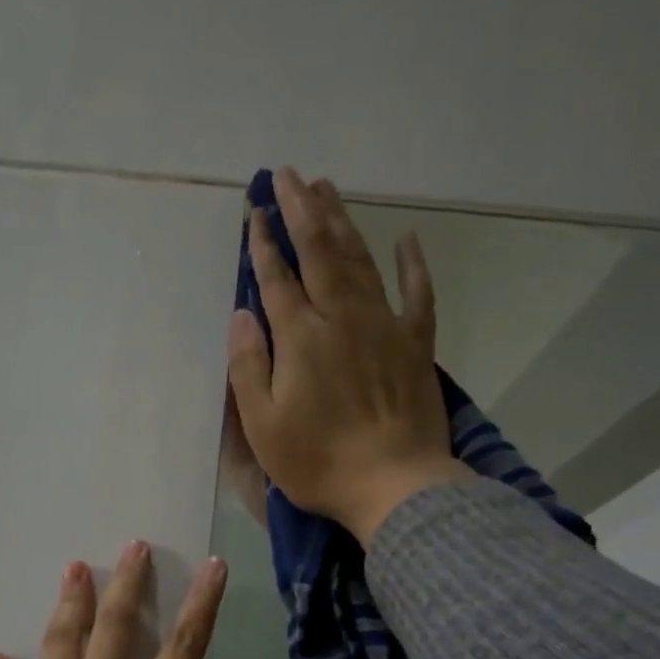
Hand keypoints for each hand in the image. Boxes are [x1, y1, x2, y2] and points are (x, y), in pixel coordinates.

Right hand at [227, 165, 474, 543]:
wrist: (394, 484)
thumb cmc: (318, 461)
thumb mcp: (263, 424)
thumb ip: (249, 365)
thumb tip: (242, 313)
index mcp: (301, 337)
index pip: (276, 278)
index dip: (263, 243)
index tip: (254, 210)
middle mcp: (342, 317)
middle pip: (319, 251)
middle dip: (300, 210)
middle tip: (288, 174)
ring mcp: (384, 326)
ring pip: (360, 260)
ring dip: (342, 221)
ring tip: (327, 188)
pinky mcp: (417, 344)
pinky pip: (417, 293)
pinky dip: (413, 264)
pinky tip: (407, 239)